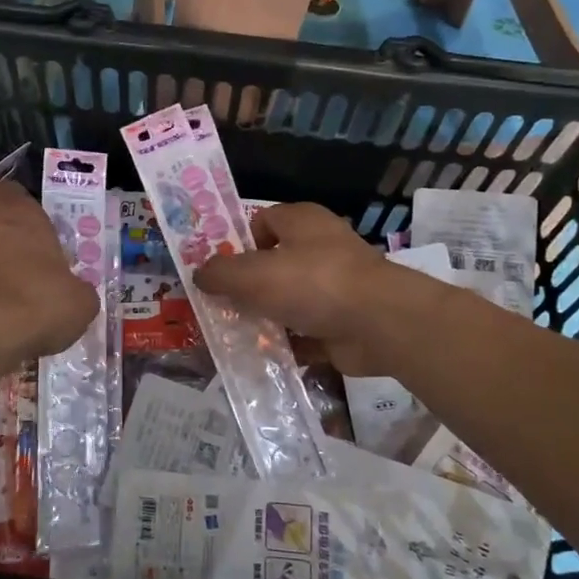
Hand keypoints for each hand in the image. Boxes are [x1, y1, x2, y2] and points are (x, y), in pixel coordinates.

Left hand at [0, 181, 98, 363]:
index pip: (13, 192)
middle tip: (30, 270)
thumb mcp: (80, 301)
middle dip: (9, 245)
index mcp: (21, 216)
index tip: (34, 223)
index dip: (21, 205)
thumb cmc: (40, 301)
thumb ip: (78, 289)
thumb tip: (76, 293)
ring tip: (11, 302)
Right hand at [194, 202, 432, 375]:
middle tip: (219, 306)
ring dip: (265, 318)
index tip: (218, 269)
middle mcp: (320, 247)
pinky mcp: (343, 320)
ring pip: (288, 300)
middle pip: (273, 264)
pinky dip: (288, 344)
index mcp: (302, 221)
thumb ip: (220, 273)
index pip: (262, 221)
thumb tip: (199, 274)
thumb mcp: (253, 274)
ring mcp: (335, 286)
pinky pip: (306, 331)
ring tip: (234, 337)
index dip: (238, 242)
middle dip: (247, 287)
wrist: (379, 323)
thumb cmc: (313, 283)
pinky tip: (262, 358)